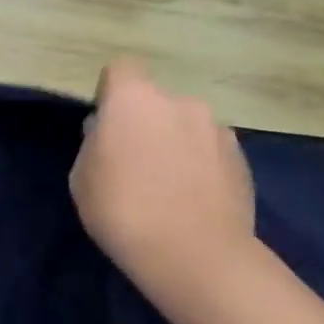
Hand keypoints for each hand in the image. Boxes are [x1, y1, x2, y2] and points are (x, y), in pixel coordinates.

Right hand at [70, 58, 254, 288]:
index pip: (121, 68)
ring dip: (176, 143)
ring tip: (169, 187)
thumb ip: (94, 145)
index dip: (111, 92)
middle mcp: (180, 102)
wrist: (195, 255)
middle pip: (156, 101)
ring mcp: (217, 128)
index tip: (106, 125)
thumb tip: (108, 136)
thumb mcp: (82, 179)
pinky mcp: (242, 157)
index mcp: (134, 99)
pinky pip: (210, 150)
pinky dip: (200, 165)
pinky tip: (193, 200)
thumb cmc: (122, 212)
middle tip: (135, 163)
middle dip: (145, 123)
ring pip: (186, 125)